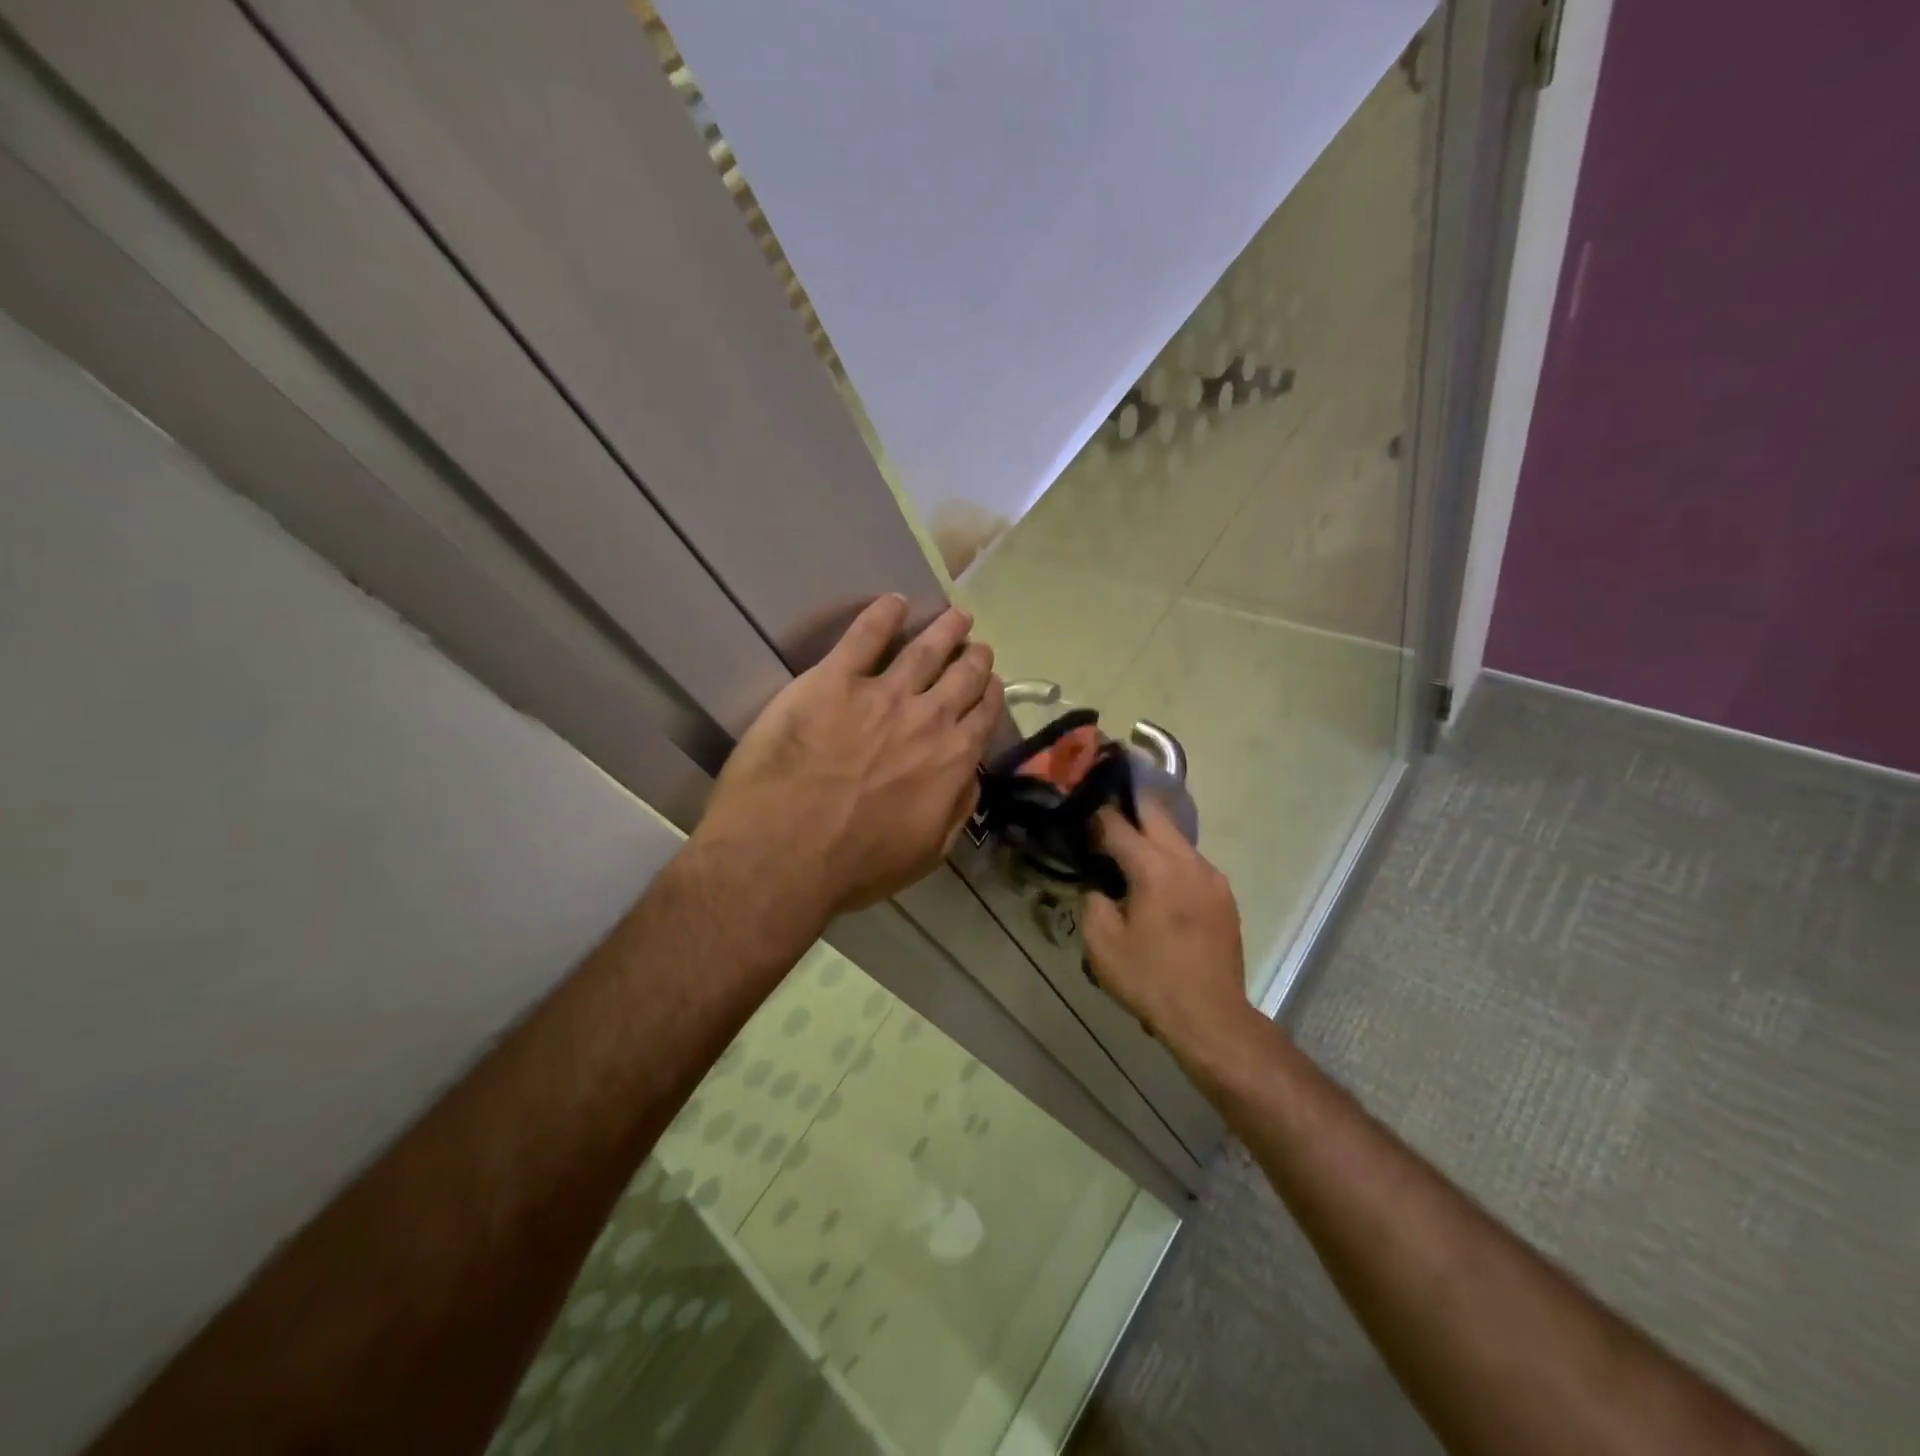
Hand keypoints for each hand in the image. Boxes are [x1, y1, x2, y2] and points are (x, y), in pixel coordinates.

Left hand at [695, 595, 1001, 923]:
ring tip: (955, 615)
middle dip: (974, 657)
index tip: (990, 682)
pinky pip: (864, 635)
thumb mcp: (927, 853)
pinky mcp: (833, 680)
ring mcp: (881, 693)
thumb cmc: (856, 866)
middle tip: (977, 645)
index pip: (983, 715)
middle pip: (962, 675)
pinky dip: (883, 614)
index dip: (990, 694)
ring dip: (945, 629)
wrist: (784, 854)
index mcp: (952, 760)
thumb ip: (957, 808)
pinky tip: (893, 601)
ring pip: (924, 649)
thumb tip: (970, 775)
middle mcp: (927, 718)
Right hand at [1082, 801, 1250, 1056]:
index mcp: (1154, 868)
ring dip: (1152, 836)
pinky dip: (1171, 860)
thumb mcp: (1101, 944)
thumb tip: (1099, 886)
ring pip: (1176, 837)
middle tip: (1105, 815)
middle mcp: (1187, 861)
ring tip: (1130, 852)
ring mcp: (1212, 876)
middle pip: (1155, 813)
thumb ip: (1093, 902)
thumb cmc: (1150, 979)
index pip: (1118, 824)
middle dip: (1129, 807)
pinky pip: (1192, 862)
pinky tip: (1158, 883)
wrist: (1210, 1016)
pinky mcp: (1224, 894)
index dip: (1095, 816)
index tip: (1081, 815)